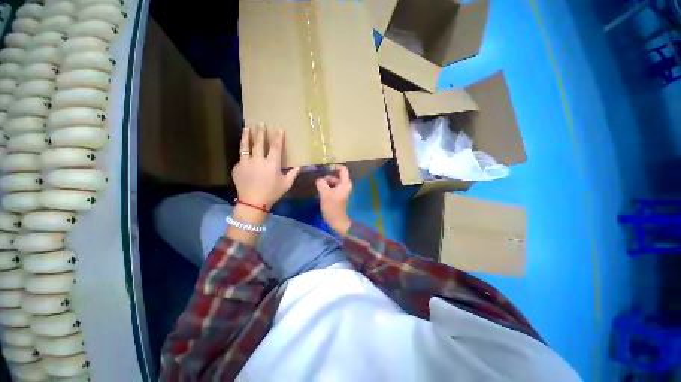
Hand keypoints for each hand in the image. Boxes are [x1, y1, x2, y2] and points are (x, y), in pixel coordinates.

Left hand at [233, 125, 299, 209]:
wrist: (253, 203)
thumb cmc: (272, 193)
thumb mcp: (286, 184)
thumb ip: (293, 174)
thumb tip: (299, 167)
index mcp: (272, 163)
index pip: (276, 147)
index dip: (278, 138)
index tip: (279, 130)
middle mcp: (258, 160)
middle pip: (259, 143)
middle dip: (261, 132)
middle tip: (260, 124)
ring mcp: (246, 163)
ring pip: (245, 146)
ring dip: (246, 136)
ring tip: (246, 129)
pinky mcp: (237, 168)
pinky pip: (241, 158)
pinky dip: (244, 155)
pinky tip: (245, 154)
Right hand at [316, 165, 352, 236]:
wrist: (337, 221)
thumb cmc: (332, 207)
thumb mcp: (325, 194)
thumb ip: (321, 183)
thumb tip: (319, 178)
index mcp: (345, 183)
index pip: (342, 168)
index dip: (333, 166)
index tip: (323, 167)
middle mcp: (345, 184)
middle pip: (336, 174)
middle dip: (327, 175)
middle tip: (317, 178)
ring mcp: (341, 189)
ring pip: (333, 180)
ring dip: (325, 181)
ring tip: (317, 184)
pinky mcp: (338, 194)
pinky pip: (332, 186)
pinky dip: (326, 186)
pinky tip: (319, 189)